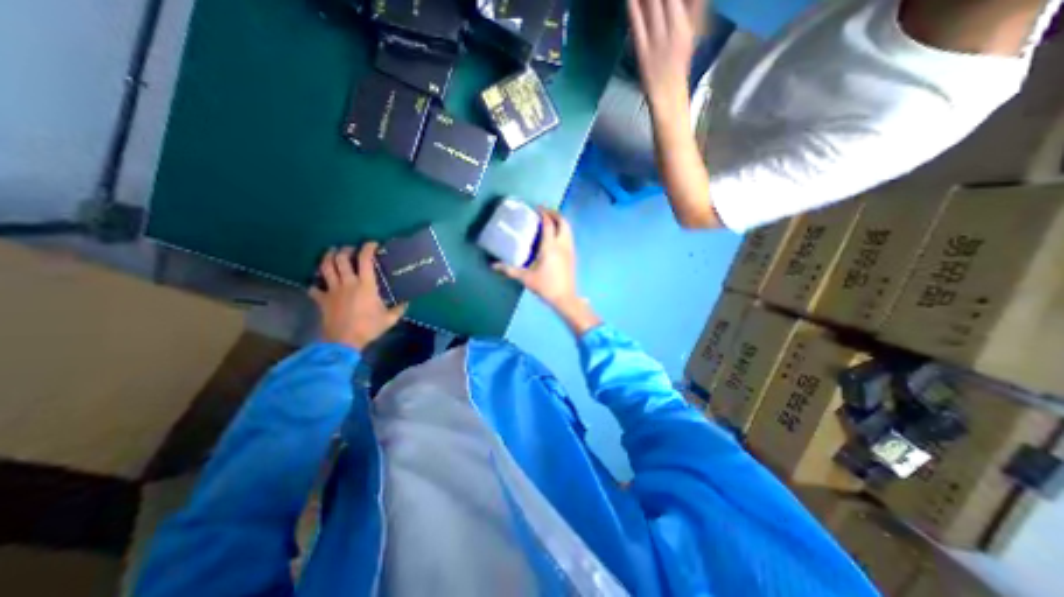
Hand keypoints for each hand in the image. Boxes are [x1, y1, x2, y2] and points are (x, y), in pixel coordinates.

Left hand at [311, 245, 407, 350]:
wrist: (344, 341)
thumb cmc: (369, 327)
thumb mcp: (390, 319)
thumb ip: (399, 308)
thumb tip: (407, 302)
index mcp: (365, 285)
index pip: (365, 259)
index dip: (368, 248)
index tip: (372, 244)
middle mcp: (347, 283)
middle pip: (341, 259)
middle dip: (345, 250)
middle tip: (350, 249)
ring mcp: (332, 290)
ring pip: (325, 267)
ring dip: (328, 257)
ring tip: (332, 253)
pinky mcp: (321, 299)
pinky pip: (314, 287)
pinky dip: (315, 283)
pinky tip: (318, 282)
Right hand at [495, 208, 601, 332]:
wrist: (565, 298)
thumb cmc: (545, 286)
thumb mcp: (526, 278)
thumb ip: (509, 270)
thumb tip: (493, 266)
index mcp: (550, 247)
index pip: (549, 224)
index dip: (544, 214)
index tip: (537, 208)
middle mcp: (562, 244)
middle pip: (563, 222)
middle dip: (555, 214)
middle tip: (545, 212)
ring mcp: (570, 249)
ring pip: (569, 229)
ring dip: (561, 221)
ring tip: (550, 221)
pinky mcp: (573, 255)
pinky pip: (570, 236)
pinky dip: (564, 230)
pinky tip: (556, 236)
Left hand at [624, 1, 704, 114]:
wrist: (667, 95)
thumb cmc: (677, 66)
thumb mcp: (689, 35)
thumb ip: (691, 11)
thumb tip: (695, 1)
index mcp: (686, 23)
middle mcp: (674, 27)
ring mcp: (657, 40)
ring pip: (652, 4)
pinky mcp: (642, 51)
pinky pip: (637, 24)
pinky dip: (633, 7)